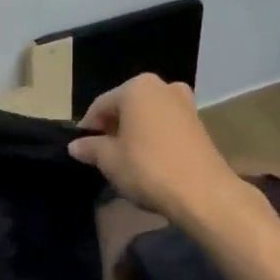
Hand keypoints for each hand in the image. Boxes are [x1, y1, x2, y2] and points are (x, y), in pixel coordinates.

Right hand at [68, 73, 241, 221]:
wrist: (203, 192)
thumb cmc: (148, 168)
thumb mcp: (109, 160)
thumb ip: (90, 147)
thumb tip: (75, 145)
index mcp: (136, 87)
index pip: (101, 105)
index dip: (88, 127)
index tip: (81, 149)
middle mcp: (162, 86)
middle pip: (126, 107)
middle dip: (113, 128)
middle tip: (103, 155)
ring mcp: (184, 103)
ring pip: (147, 115)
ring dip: (134, 132)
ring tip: (126, 159)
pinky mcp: (199, 123)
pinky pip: (166, 125)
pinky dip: (154, 137)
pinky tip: (149, 161)